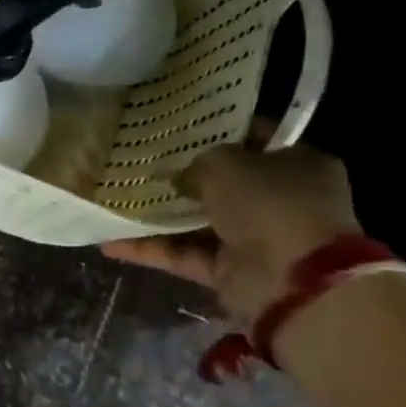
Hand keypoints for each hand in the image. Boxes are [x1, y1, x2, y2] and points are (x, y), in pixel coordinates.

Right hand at [100, 129, 359, 322]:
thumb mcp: (226, 163)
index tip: (176, 126)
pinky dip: (149, 249)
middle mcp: (279, 200)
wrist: (292, 280)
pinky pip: (182, 254)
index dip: (217, 132)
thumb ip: (197, 162)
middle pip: (222, 183)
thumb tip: (179, 178)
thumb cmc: (269, 203)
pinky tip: (109, 240)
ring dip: (158, 214)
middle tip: (137, 161)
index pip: (254, 140)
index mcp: (296, 165)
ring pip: (197, 221)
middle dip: (181, 176)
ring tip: (113, 198)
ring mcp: (254, 238)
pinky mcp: (229, 271)